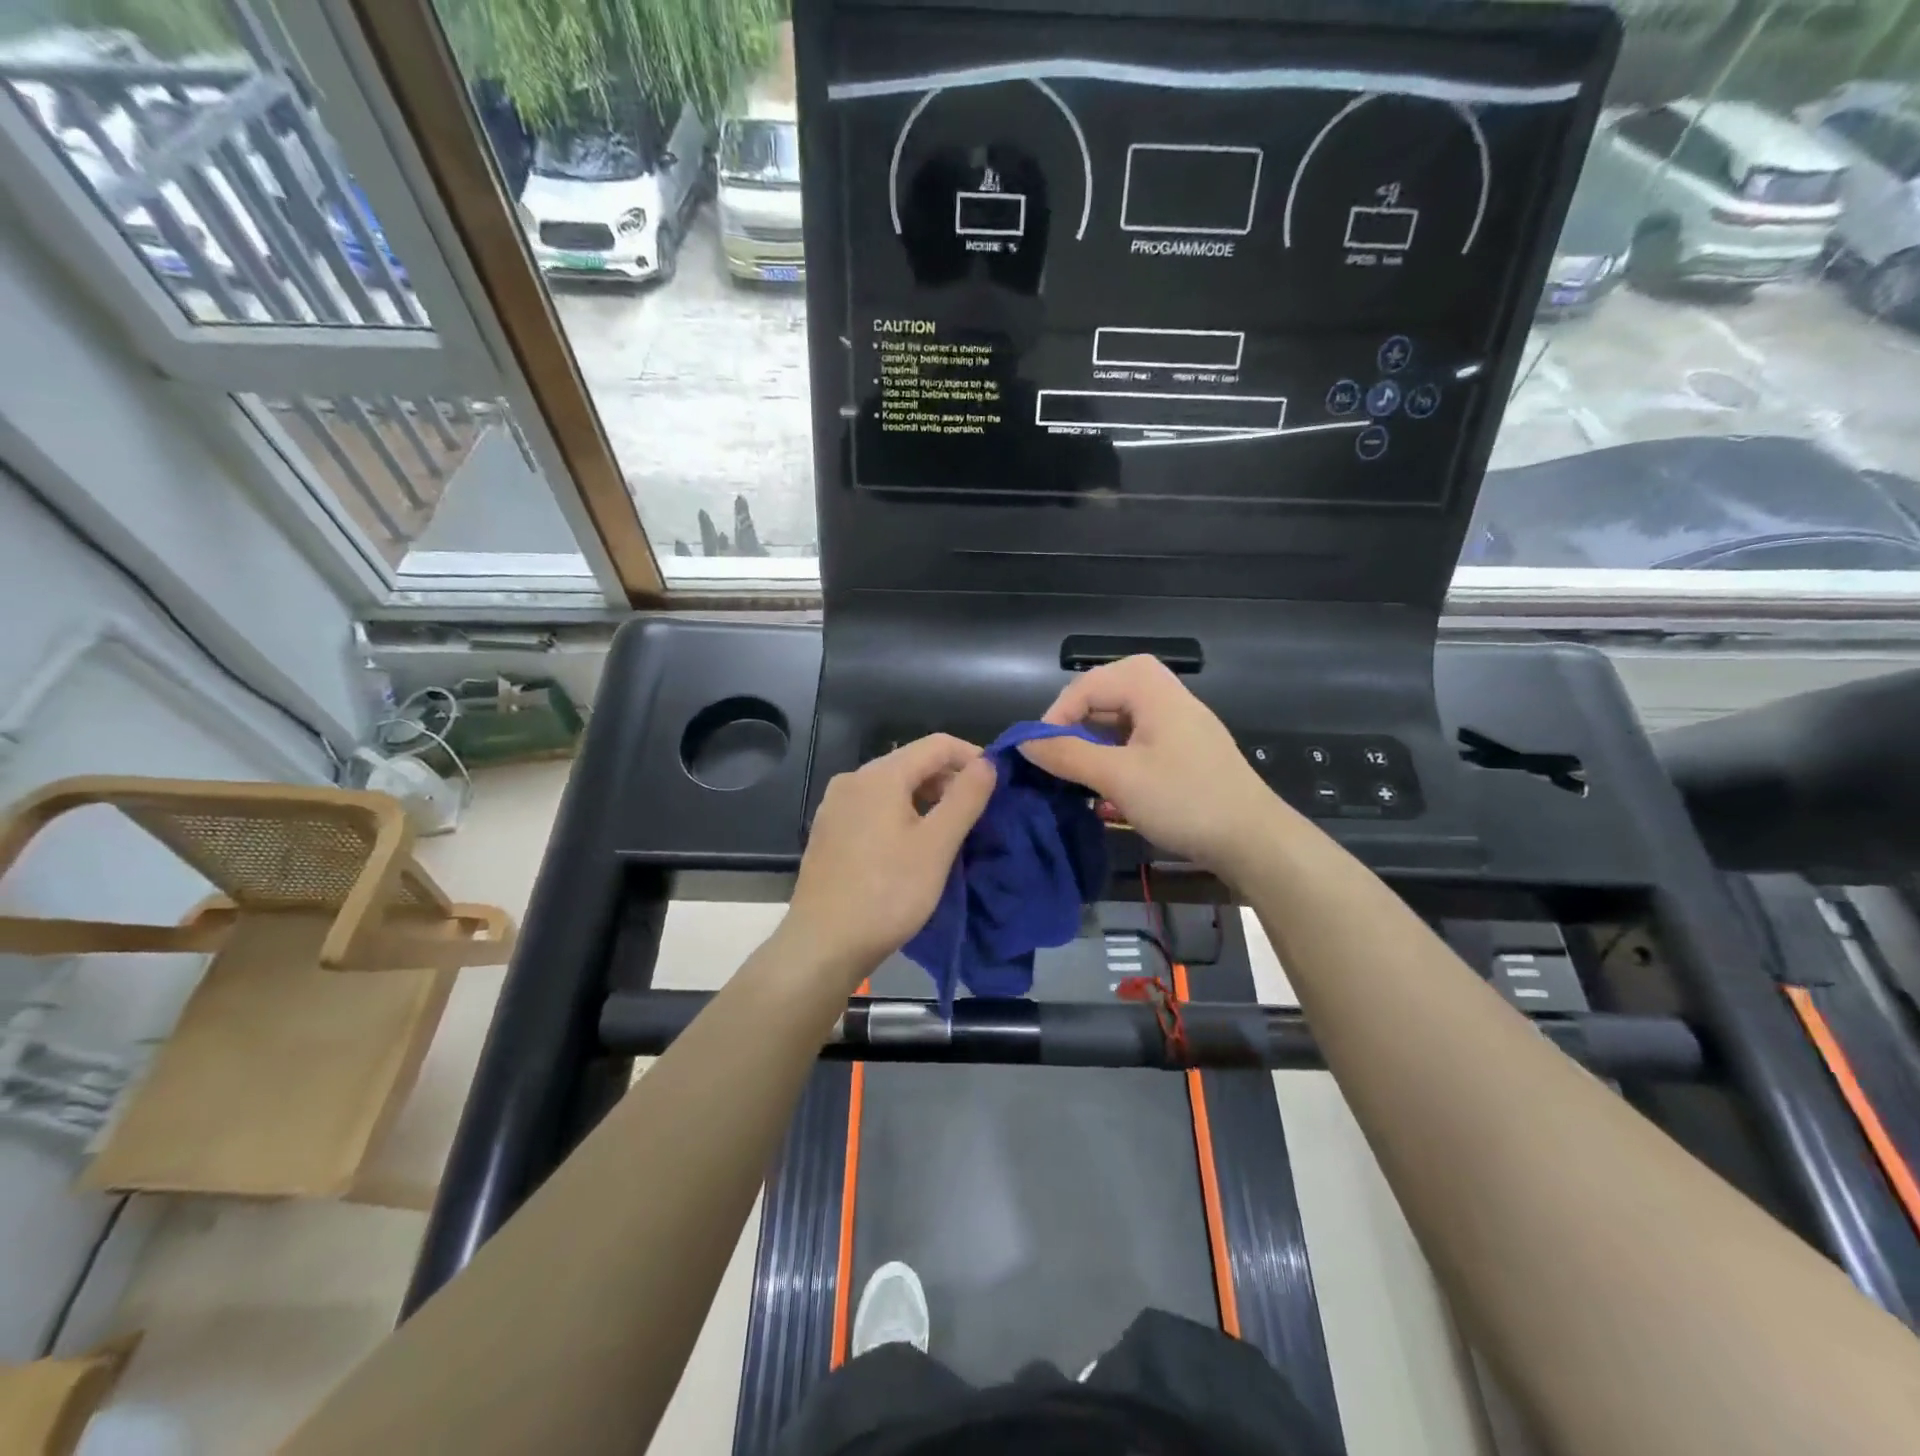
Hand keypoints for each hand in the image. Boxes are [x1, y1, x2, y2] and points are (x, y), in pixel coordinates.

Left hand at [782, 734, 996, 986]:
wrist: (823, 945)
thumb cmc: (888, 893)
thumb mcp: (937, 846)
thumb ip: (966, 798)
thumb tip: (987, 763)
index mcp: (880, 775)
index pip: (937, 744)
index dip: (973, 757)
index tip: (997, 784)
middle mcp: (852, 779)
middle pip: (912, 763)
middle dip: (949, 781)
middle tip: (976, 815)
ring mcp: (836, 806)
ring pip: (893, 787)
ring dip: (926, 800)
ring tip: (949, 834)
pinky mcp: (828, 831)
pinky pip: (873, 808)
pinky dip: (901, 815)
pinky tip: (911, 847)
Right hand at [1017, 655, 1288, 882]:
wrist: (1253, 840)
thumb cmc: (1184, 800)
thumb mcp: (1118, 777)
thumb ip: (1068, 755)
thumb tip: (1023, 743)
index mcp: (1151, 688)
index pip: (1086, 685)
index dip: (1056, 715)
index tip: (1039, 753)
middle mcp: (1165, 696)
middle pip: (1104, 697)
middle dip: (1074, 727)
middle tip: (1055, 760)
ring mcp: (1177, 725)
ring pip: (1119, 721)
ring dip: (1093, 746)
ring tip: (1075, 776)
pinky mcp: (1183, 752)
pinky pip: (1137, 743)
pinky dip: (1114, 759)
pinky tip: (1105, 791)